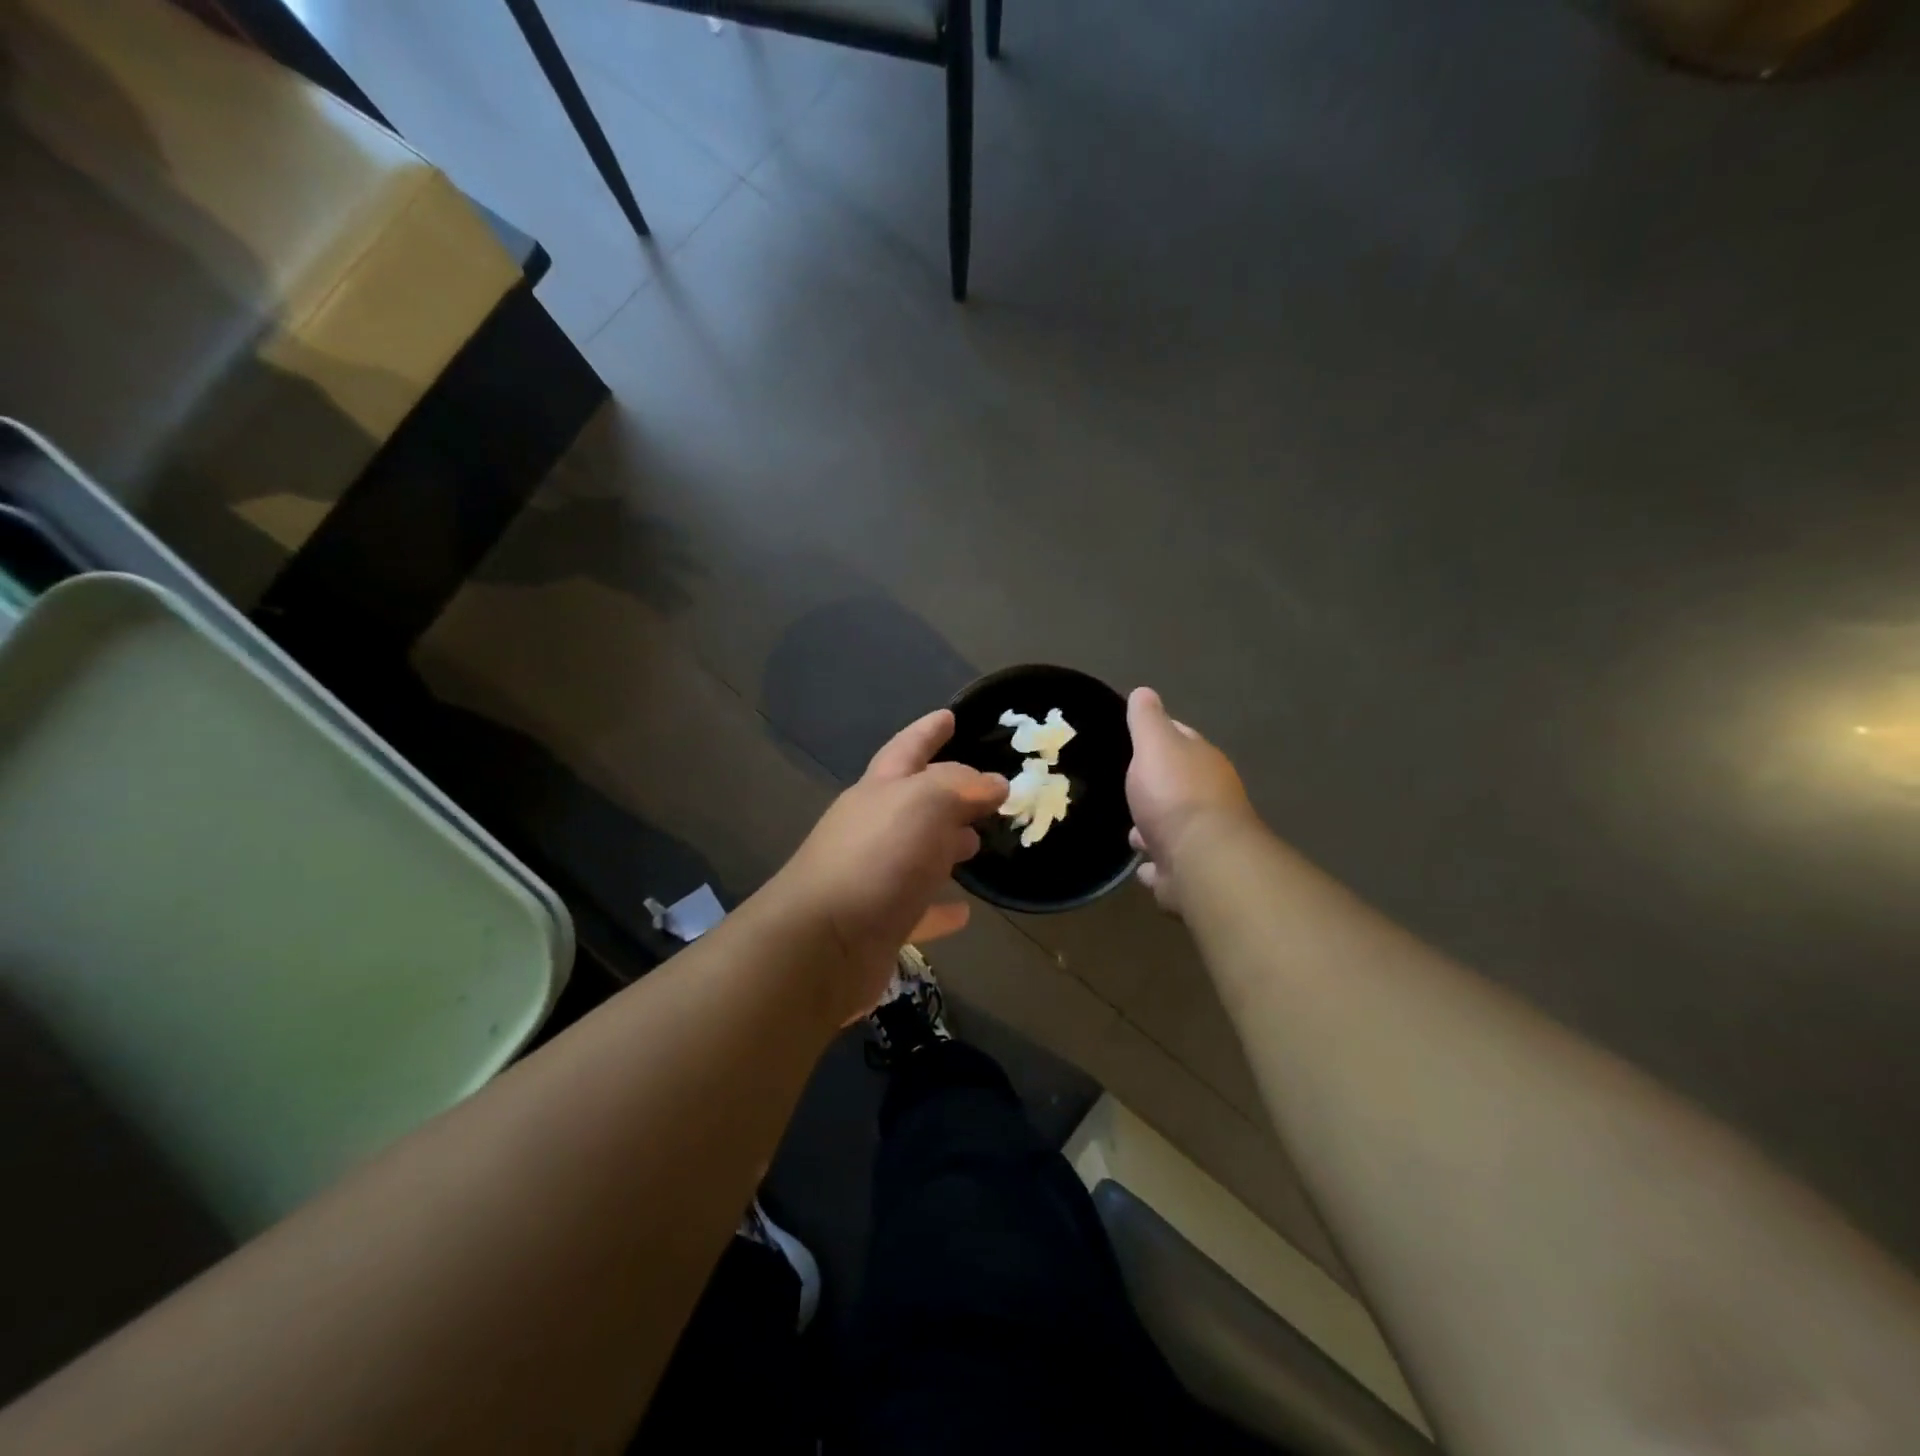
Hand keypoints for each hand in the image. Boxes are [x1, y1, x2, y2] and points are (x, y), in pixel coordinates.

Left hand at [769, 709, 1006, 1024]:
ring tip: (979, 843)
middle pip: (915, 801)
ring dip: (947, 845)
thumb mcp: (923, 802)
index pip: (907, 748)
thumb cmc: (877, 858)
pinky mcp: (881, 923)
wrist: (822, 944)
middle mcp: (873, 828)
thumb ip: (960, 786)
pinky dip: (941, 907)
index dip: (928, 731)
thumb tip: (993, 783)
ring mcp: (875, 877)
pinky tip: (964, 912)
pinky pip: (919, 910)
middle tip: (986, 793)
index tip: (950, 715)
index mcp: (879, 791)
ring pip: (919, 853)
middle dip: (948, 793)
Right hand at [1125, 686, 1256, 911]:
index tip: (1138, 735)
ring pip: (1174, 828)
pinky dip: (1157, 865)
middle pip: (1178, 785)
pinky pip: (1169, 866)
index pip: (1182, 737)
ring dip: (1155, 828)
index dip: (1161, 734)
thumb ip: (1147, 719)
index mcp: (1202, 761)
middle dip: (1156, 787)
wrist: (1200, 860)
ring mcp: (1203, 839)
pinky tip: (1142, 867)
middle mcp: (1210, 798)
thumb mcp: (1155, 745)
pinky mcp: (1192, 874)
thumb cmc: (1174, 794)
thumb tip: (1145, 691)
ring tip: (1131, 832)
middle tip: (1129, 787)